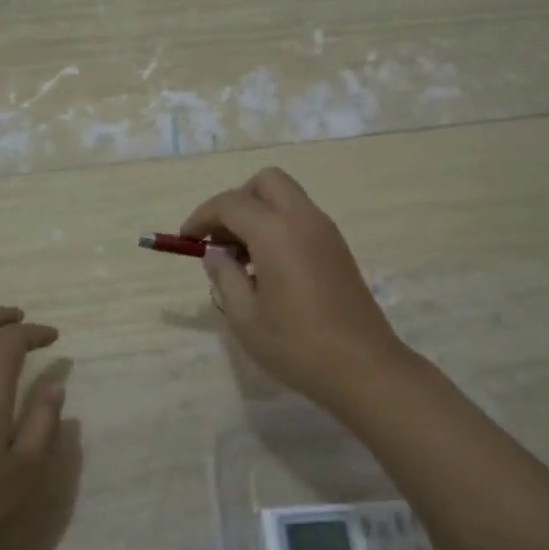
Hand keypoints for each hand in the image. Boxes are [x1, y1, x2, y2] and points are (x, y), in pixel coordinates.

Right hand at [181, 168, 409, 405]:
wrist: (362, 367)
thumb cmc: (296, 345)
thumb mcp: (245, 316)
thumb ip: (224, 277)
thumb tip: (215, 254)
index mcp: (276, 232)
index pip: (230, 203)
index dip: (202, 217)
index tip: (186, 240)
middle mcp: (304, 220)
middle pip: (266, 182)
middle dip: (236, 201)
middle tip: (219, 239)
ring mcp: (326, 233)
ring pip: (287, 199)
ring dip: (258, 214)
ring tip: (240, 259)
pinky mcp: (338, 250)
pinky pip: (301, 219)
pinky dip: (278, 227)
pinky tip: (267, 269)